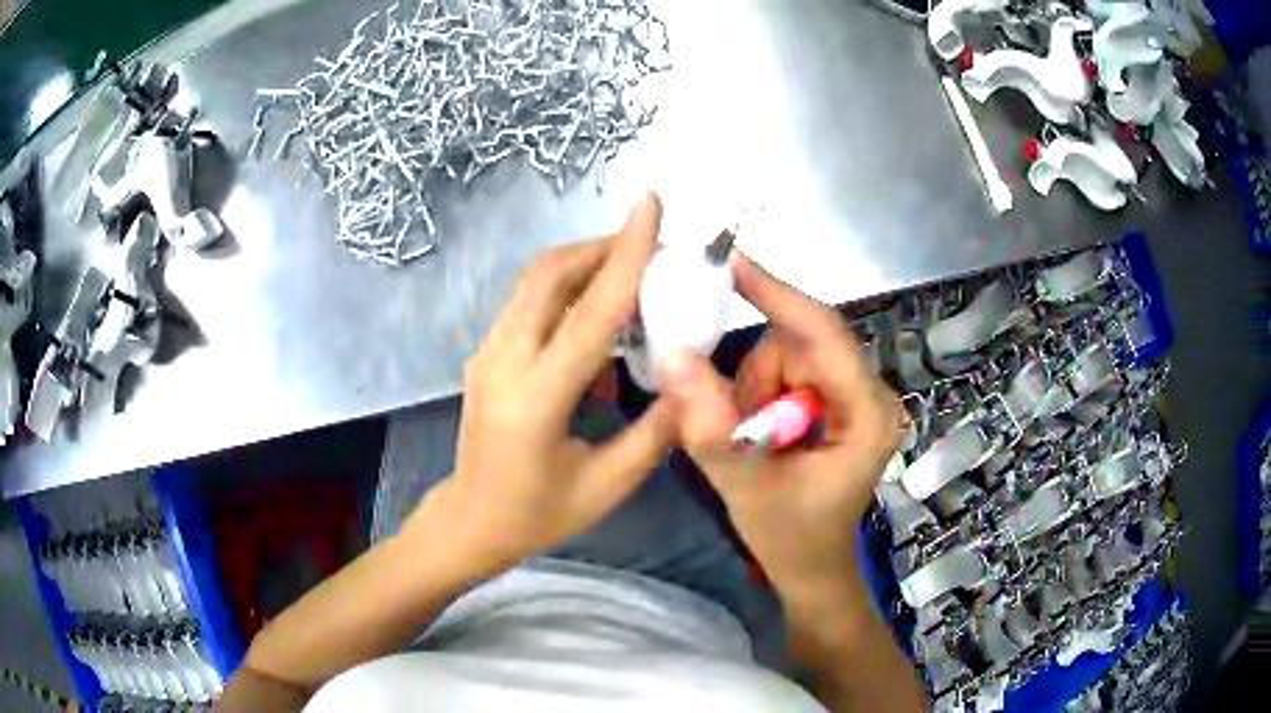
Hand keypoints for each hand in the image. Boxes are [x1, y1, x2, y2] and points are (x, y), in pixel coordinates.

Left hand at [413, 192, 674, 567]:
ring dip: (585, 264)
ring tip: (634, 279)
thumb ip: (657, 431)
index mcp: (537, 397)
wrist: (470, 520)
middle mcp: (504, 359)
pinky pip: (530, 302)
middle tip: (656, 251)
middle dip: (605, 248)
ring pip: (536, 281)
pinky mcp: (487, 352)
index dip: (625, 253)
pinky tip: (600, 321)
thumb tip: (695, 381)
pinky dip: (568, 290)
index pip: (590, 311)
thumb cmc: (538, 514)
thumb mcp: (608, 485)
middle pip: (551, 273)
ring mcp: (488, 351)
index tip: (649, 204)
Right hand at [658, 253, 903, 600]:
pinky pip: (789, 371)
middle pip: (800, 344)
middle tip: (737, 424)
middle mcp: (870, 394)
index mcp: (866, 414)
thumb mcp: (744, 486)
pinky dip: (761, 394)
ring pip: (788, 355)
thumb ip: (710, 425)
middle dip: (757, 378)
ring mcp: (856, 396)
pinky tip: (760, 434)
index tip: (729, 261)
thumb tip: (673, 354)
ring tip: (752, 441)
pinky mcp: (839, 401)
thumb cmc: (791, 539)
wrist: (812, 568)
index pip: (823, 334)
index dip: (776, 293)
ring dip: (756, 389)